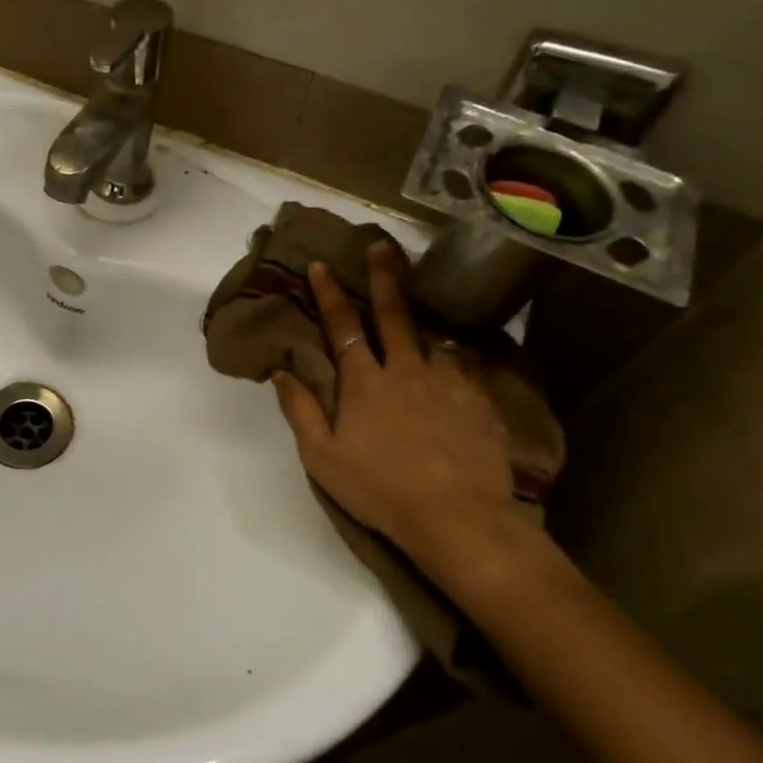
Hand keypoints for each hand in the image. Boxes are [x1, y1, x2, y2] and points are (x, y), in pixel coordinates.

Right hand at [272, 247, 528, 589]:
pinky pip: (465, 364)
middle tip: (381, 245)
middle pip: (394, 315)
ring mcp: (447, 383)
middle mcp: (406, 371)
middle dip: (384, 277)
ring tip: (425, 295)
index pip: (342, 328)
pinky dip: (456, 352)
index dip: (329, 295)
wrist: (458, 518)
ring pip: (433, 336)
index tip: (320, 265)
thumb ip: (301, 411)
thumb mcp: (322, 457)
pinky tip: (458, 351)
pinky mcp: (479, 401)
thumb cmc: (380, 489)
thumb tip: (283, 372)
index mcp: (364, 383)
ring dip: (423, 313)